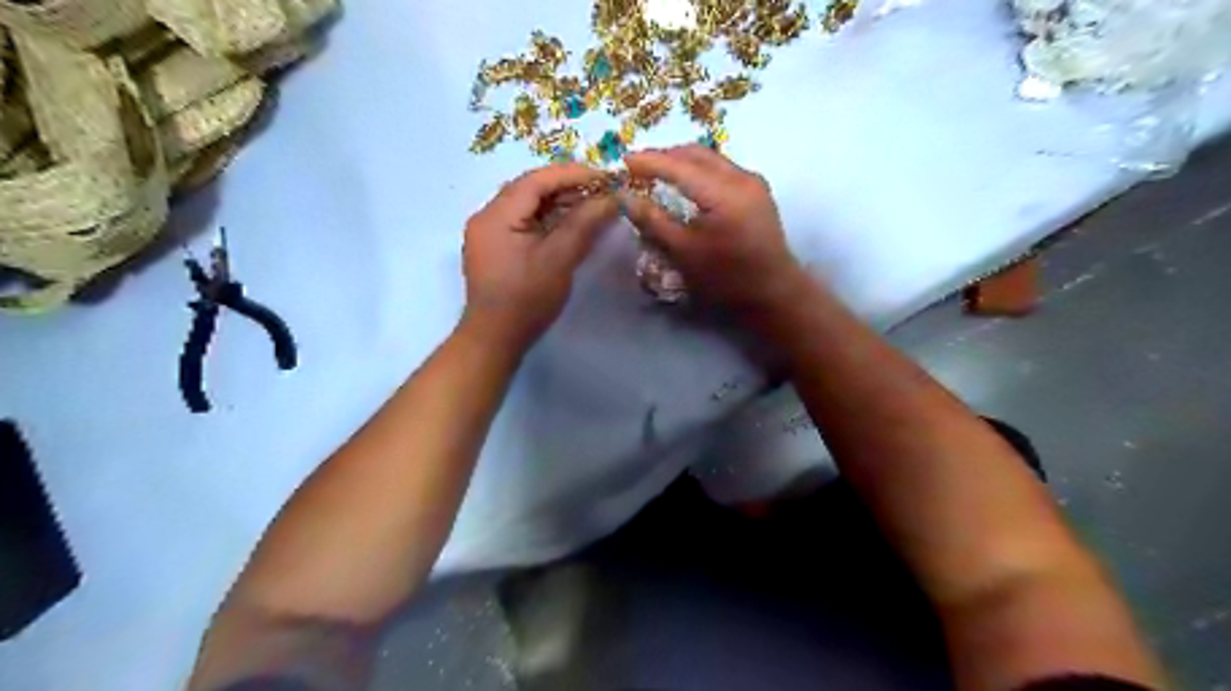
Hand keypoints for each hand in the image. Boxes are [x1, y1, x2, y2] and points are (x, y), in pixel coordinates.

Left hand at [463, 162, 614, 350]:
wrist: (495, 339)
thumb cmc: (526, 300)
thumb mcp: (558, 260)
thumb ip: (584, 224)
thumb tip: (612, 198)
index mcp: (496, 215)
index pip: (536, 180)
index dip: (572, 174)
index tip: (605, 177)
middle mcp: (487, 216)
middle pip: (530, 189)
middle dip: (567, 186)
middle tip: (601, 190)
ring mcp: (488, 233)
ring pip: (527, 205)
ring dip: (558, 203)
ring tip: (591, 205)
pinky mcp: (495, 248)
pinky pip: (523, 222)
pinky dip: (548, 219)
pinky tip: (570, 224)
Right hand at [627, 144, 808, 317]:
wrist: (774, 292)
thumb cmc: (726, 278)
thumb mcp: (684, 252)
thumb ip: (653, 221)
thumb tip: (626, 197)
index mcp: (723, 193)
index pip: (678, 166)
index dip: (648, 161)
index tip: (623, 160)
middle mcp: (741, 178)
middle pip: (696, 153)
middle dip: (664, 156)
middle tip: (637, 166)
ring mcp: (753, 181)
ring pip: (710, 158)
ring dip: (682, 161)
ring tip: (657, 172)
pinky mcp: (757, 190)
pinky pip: (721, 168)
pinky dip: (699, 170)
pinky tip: (685, 183)